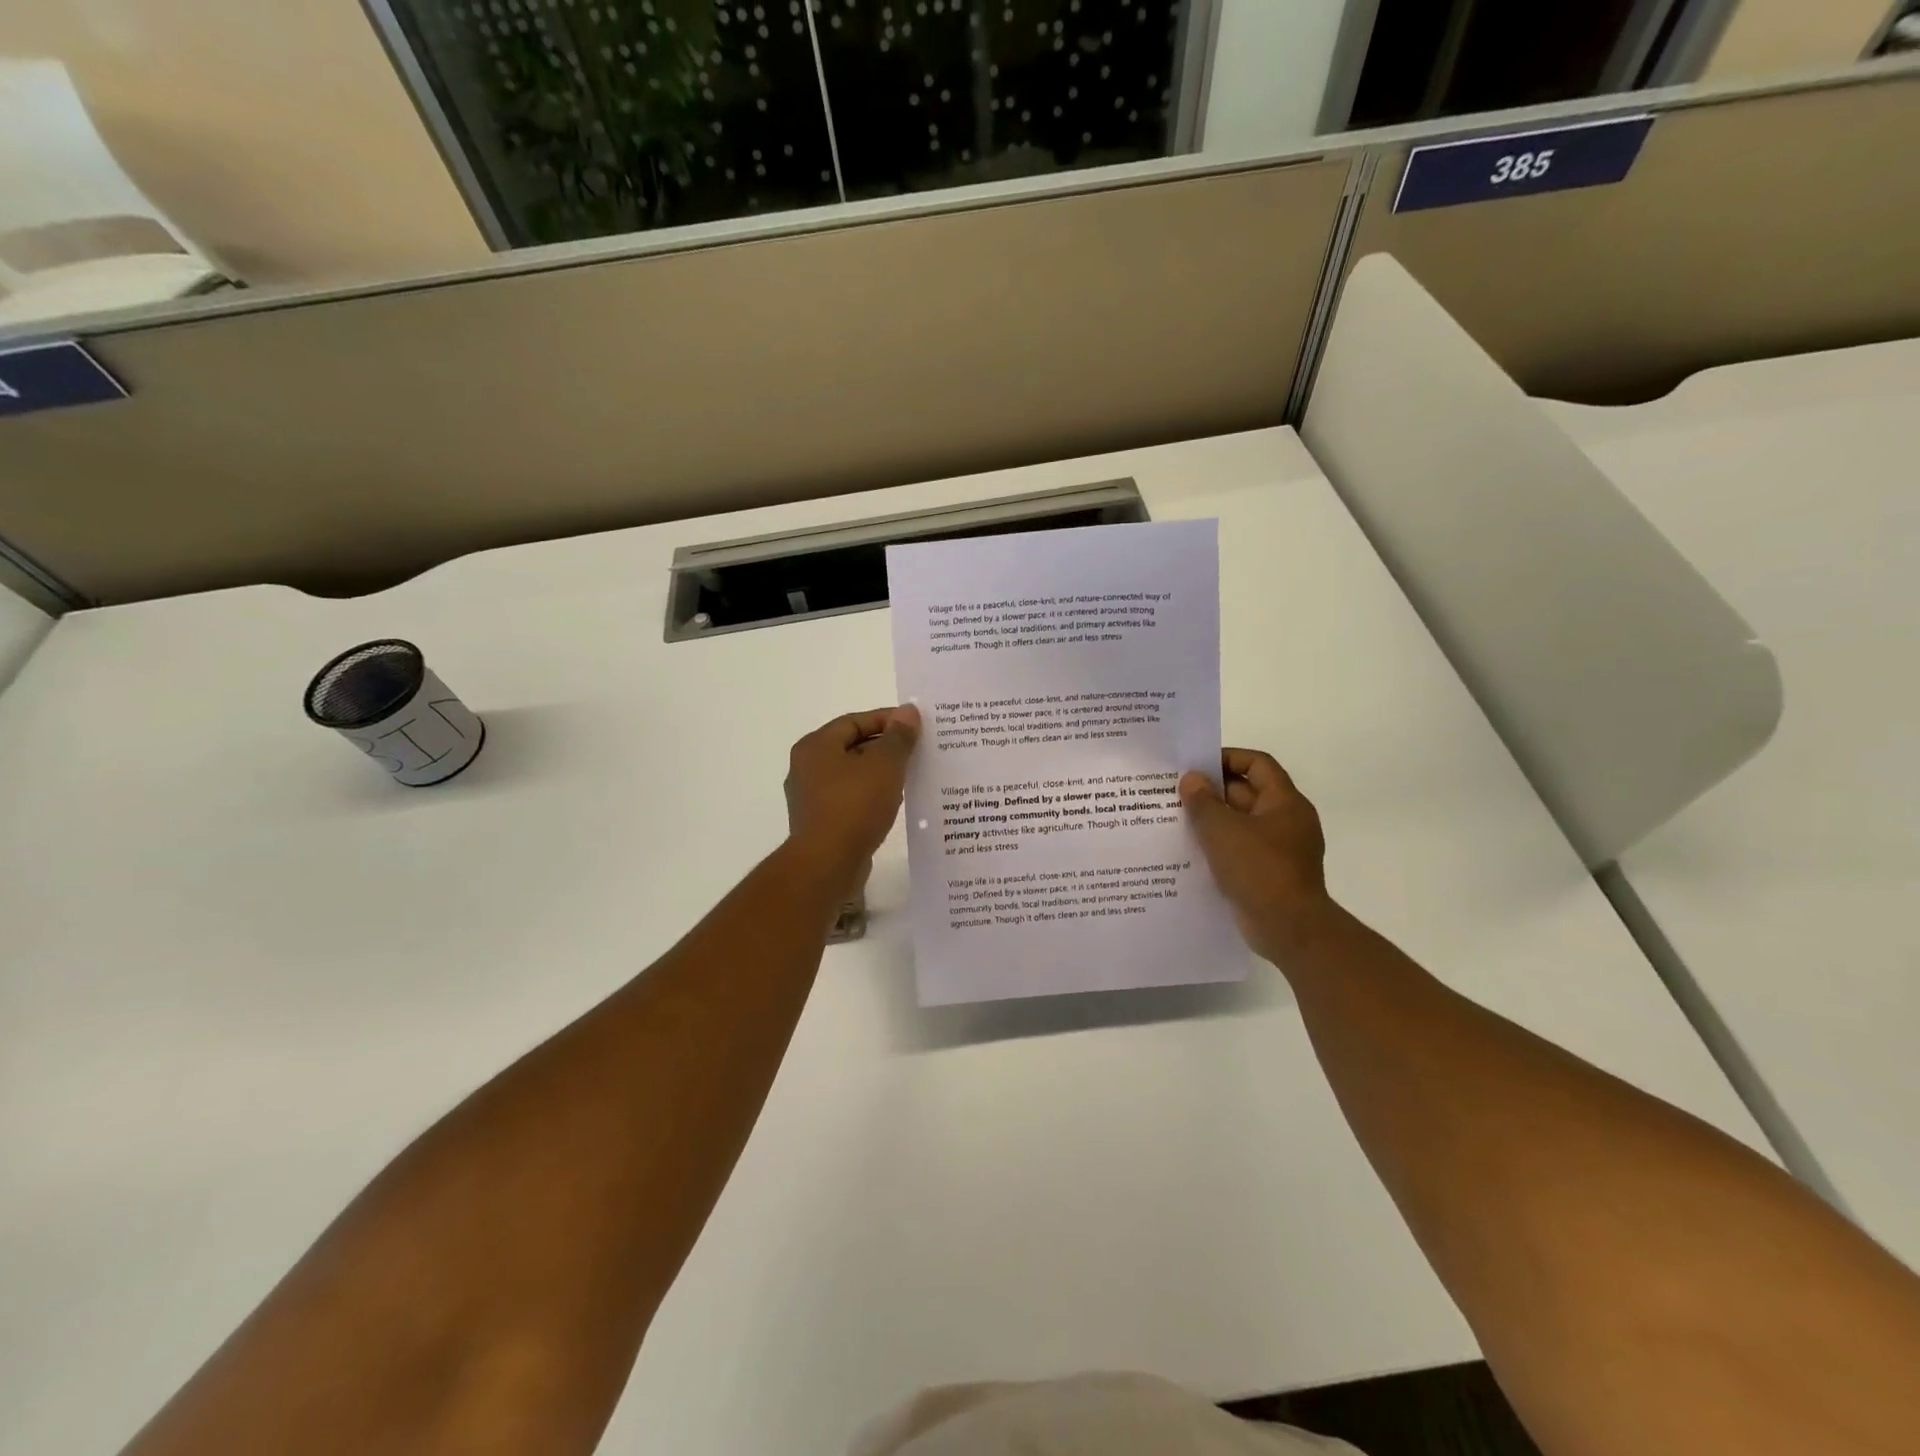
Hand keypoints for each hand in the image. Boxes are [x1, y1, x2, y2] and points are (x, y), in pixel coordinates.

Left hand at [784, 705, 920, 875]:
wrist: (827, 864)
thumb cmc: (854, 806)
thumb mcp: (884, 765)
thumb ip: (898, 736)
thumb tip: (908, 711)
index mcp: (816, 746)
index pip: (855, 721)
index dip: (887, 720)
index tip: (916, 725)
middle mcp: (807, 767)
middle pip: (852, 746)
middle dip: (886, 747)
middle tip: (918, 750)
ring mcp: (811, 797)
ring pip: (853, 775)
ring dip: (881, 773)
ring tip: (912, 775)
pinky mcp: (821, 823)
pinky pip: (851, 799)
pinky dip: (872, 796)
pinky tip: (895, 803)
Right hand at [1180, 749, 1333, 962]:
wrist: (1289, 929)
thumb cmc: (1259, 869)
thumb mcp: (1222, 830)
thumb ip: (1203, 801)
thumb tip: (1192, 779)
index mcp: (1284, 802)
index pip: (1257, 764)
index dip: (1227, 758)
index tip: (1195, 765)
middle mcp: (1286, 821)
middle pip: (1247, 793)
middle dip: (1213, 791)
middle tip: (1176, 792)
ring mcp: (1279, 850)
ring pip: (1241, 824)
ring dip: (1212, 820)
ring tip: (1176, 819)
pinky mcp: (1269, 874)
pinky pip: (1240, 850)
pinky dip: (1218, 847)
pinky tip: (1190, 851)